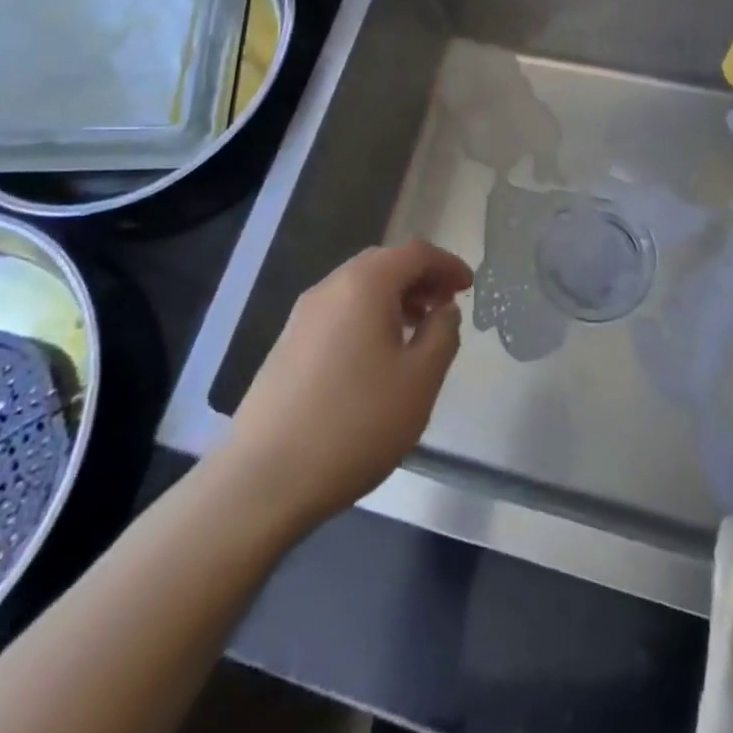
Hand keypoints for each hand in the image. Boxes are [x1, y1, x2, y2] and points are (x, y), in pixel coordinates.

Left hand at [215, 240, 472, 536]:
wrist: (264, 480)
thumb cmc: (355, 424)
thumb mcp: (420, 381)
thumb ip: (443, 335)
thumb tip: (444, 310)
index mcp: (365, 284)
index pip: (415, 253)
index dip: (447, 264)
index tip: (469, 287)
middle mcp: (331, 287)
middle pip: (384, 264)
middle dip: (420, 278)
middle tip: (446, 305)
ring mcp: (303, 316)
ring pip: (358, 287)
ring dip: (394, 298)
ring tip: (418, 330)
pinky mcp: (287, 344)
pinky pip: (339, 312)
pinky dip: (368, 316)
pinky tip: (377, 356)